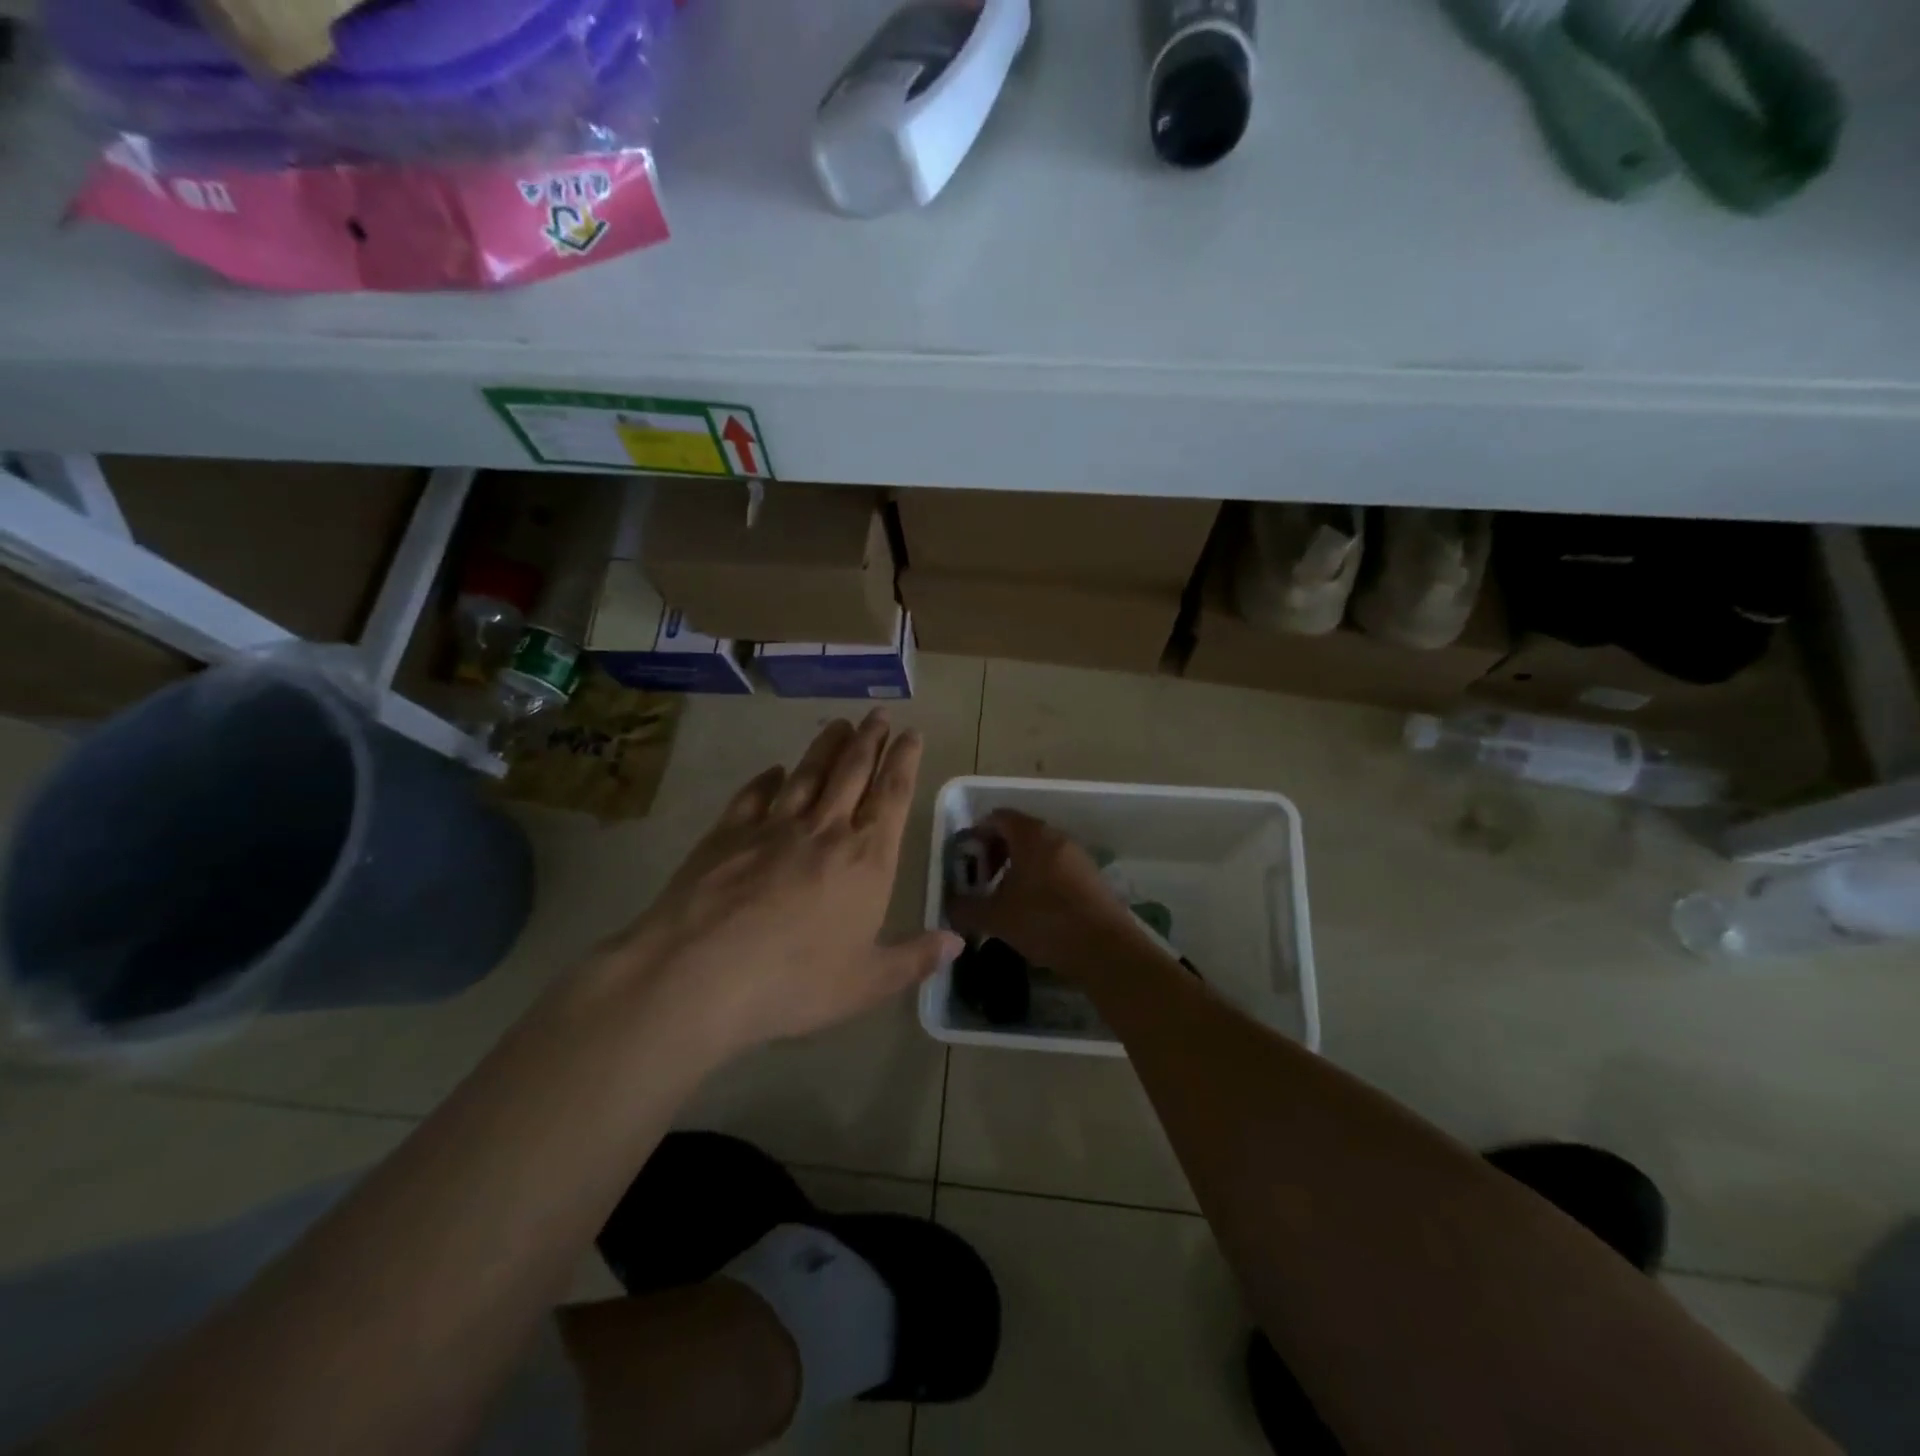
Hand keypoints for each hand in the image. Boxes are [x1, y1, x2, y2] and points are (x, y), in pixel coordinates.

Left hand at [602, 711, 959, 1059]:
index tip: (912, 732)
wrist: (700, 974)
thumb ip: (914, 959)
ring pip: (808, 774)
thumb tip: (958, 943)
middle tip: (878, 714)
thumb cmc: (794, 982)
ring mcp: (773, 827)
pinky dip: (768, 779)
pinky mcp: (727, 833)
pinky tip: (774, 770)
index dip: (905, 760)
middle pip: (852, 772)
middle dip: (869, 740)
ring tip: (839, 723)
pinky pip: (754, 795)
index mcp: (866, 860)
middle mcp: (825, 831)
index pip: (892, 796)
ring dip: (826, 746)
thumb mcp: (866, 983)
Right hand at [943, 810, 1141, 972]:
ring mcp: (1078, 856)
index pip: (998, 817)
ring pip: (1039, 852)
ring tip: (1005, 899)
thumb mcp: (995, 917)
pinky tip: (1033, 911)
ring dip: (1018, 868)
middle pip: (1019, 833)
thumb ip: (966, 907)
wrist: (1105, 949)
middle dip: (996, 853)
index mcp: (1031, 835)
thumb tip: (949, 905)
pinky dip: (1040, 880)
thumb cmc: (1044, 921)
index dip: (977, 834)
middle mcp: (1056, 837)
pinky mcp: (1092, 878)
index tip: (965, 860)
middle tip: (982, 881)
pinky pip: (1057, 868)